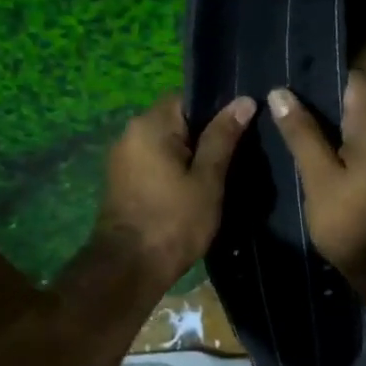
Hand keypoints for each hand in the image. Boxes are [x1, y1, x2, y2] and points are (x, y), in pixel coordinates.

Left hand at [97, 93, 255, 287]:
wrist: (129, 267)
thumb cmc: (174, 221)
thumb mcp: (207, 180)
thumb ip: (223, 138)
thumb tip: (243, 101)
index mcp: (150, 124)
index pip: (188, 98)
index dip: (216, 110)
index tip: (240, 129)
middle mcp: (130, 134)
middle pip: (175, 122)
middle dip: (204, 136)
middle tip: (236, 155)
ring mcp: (122, 159)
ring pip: (165, 146)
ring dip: (188, 157)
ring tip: (218, 175)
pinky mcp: (121, 182)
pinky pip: (154, 164)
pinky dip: (173, 172)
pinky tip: (193, 190)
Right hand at [268, 70, 365, 273]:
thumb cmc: (351, 221)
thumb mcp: (319, 177)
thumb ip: (302, 134)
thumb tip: (280, 92)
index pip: (354, 80)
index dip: (322, 77)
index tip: (291, 82)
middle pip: (360, 101)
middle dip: (324, 101)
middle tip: (286, 106)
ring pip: (364, 126)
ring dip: (334, 125)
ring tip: (297, 128)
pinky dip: (346, 145)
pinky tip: (320, 155)